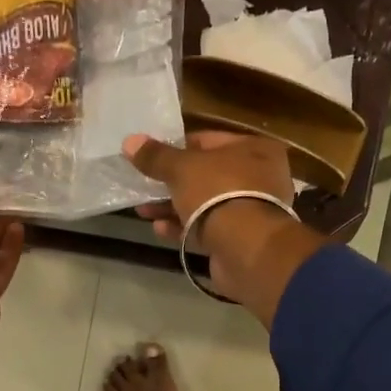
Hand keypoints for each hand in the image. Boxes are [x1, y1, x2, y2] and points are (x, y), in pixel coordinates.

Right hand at [123, 131, 322, 325]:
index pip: (209, 140)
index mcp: (254, 149)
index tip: (152, 156)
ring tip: (142, 210)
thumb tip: (130, 141)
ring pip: (205, 203)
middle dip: (172, 182)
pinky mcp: (241, 239)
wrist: (246, 249)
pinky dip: (184, 228)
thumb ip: (156, 156)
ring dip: (173, 207)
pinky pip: (208, 228)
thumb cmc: (219, 193)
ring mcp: (251, 211)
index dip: (178, 147)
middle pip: (206, 174)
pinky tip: (159, 229)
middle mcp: (259, 177)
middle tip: (143, 185)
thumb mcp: (182, 168)